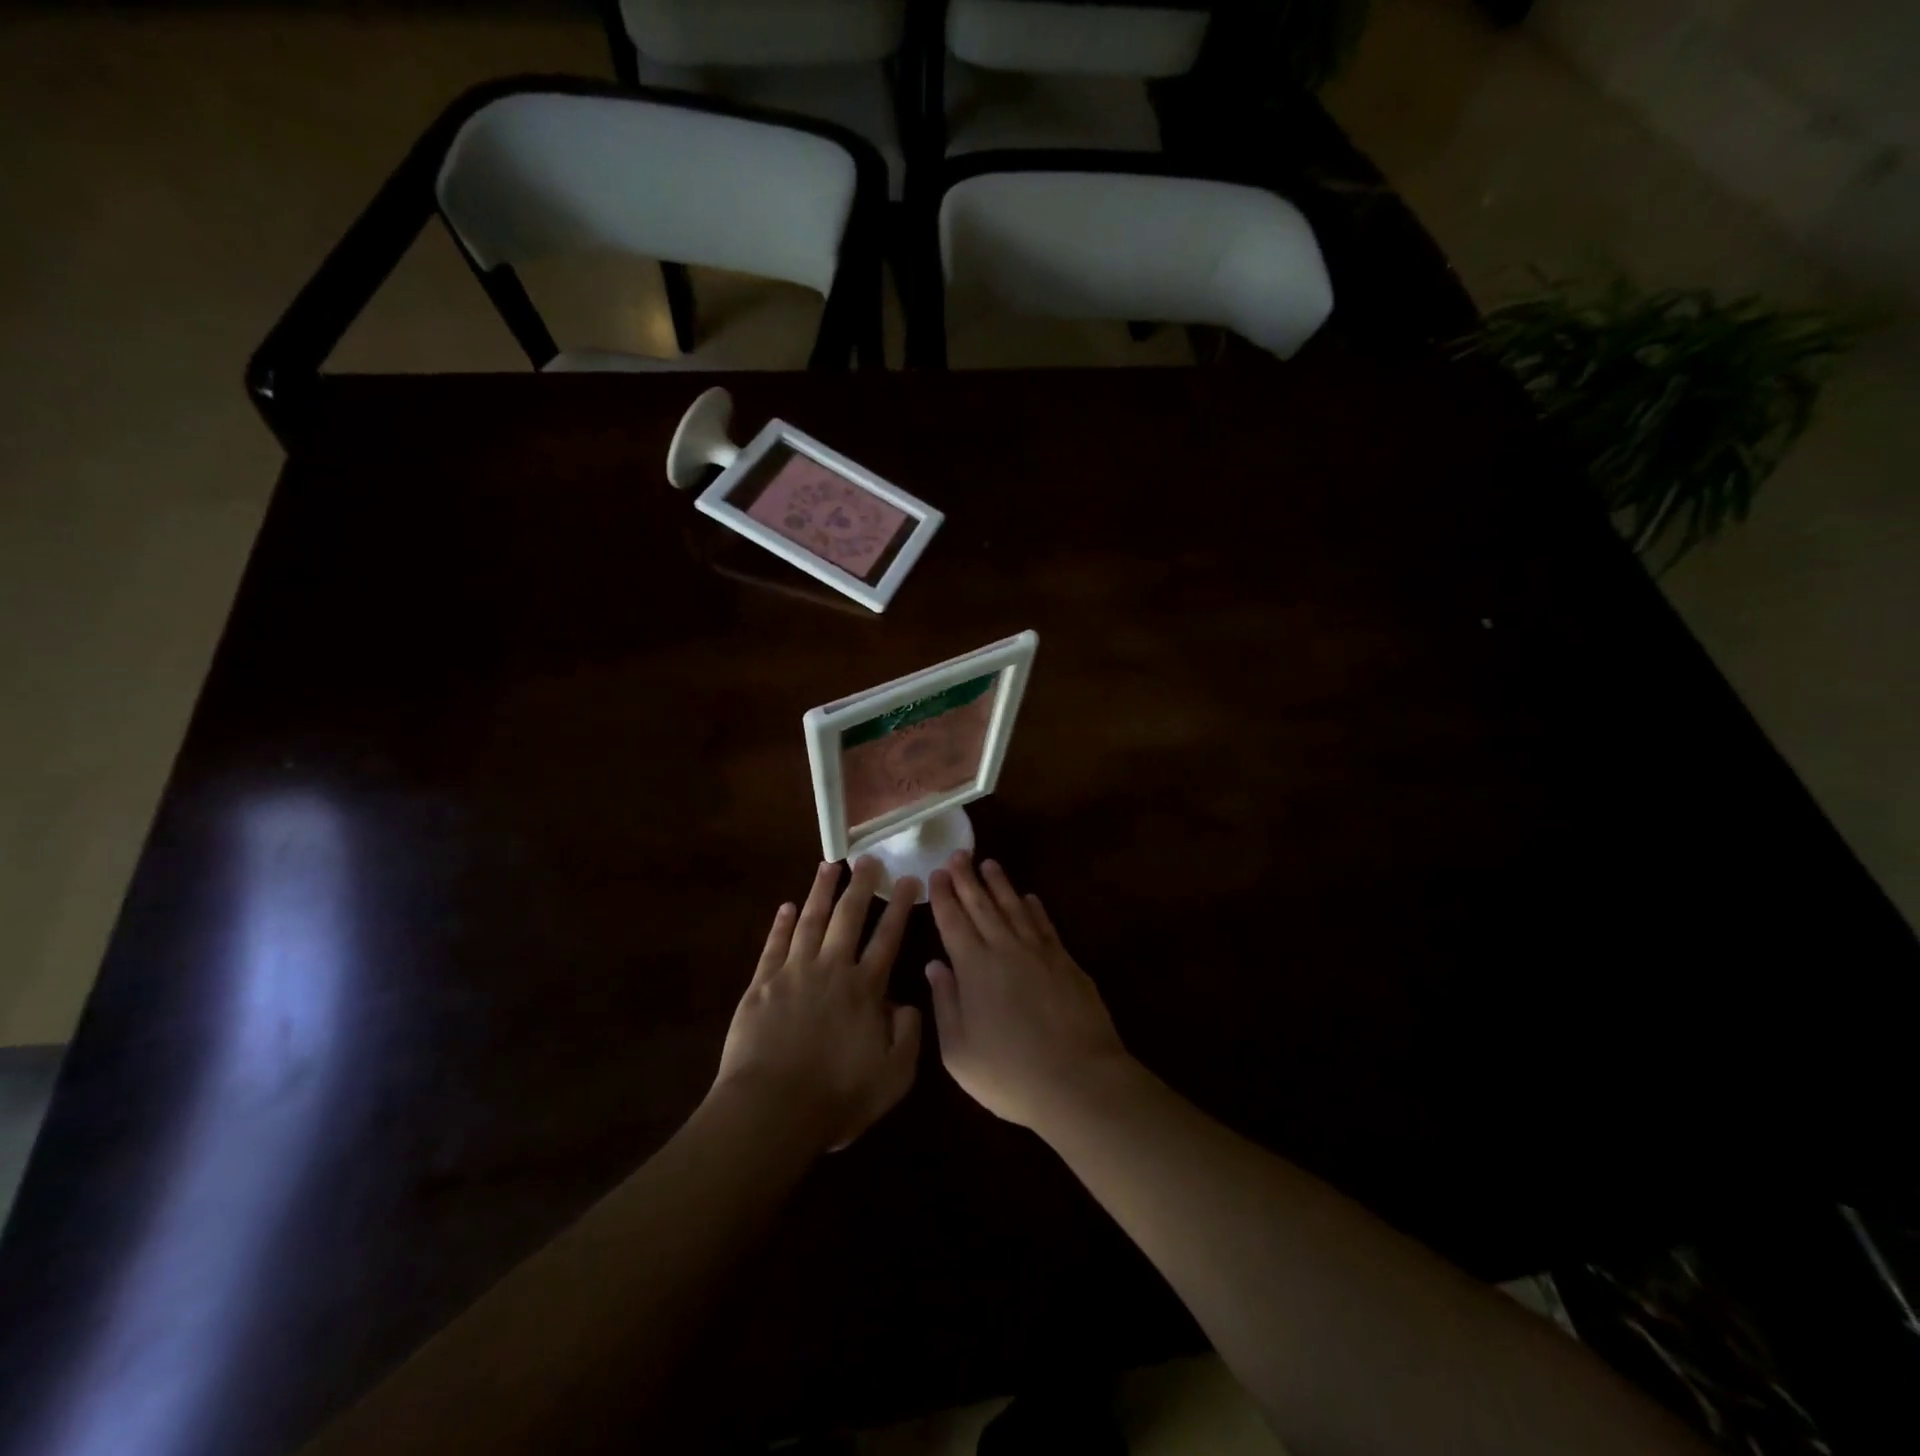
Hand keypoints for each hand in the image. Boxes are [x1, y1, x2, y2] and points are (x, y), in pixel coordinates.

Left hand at [714, 858, 921, 1152]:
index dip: (899, 907)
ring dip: (821, 891)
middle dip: (861, 885)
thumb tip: (908, 1003)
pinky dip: (781, 923)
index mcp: (865, 989)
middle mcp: (832, 970)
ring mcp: (794, 973)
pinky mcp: (762, 984)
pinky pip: (774, 945)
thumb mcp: (893, 1076)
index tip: (908, 879)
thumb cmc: (836, 1097)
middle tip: (869, 858)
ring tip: (829, 864)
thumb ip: (908, 1035)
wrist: (771, 1110)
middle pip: (849, 917)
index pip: (888, 937)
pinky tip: (786, 906)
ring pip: (811, 921)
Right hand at [925, 854, 1133, 1132]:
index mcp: (973, 967)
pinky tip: (1029, 897)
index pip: (953, 921)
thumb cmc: (1009, 1073)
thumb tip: (934, 964)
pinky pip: (1044, 924)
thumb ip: (945, 1002)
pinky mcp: (1066, 961)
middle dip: (967, 878)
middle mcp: (1004, 949)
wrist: (1078, 1080)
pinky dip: (1034, 908)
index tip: (936, 872)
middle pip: (982, 905)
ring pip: (1014, 907)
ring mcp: (1039, 952)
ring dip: (1000, 884)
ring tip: (989, 864)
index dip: (943, 895)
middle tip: (958, 854)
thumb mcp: (958, 1051)